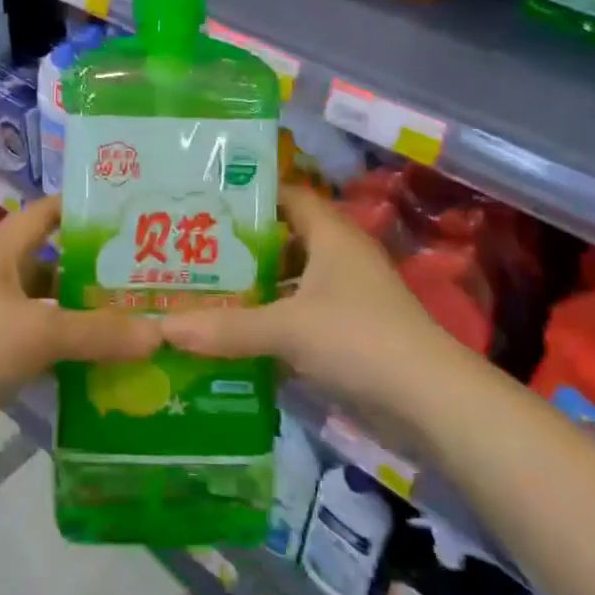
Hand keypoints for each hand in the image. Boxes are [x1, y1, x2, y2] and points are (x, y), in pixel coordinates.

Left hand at [0, 195, 161, 435]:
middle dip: (92, 269)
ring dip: (78, 310)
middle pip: (52, 260)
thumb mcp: (41, 333)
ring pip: (44, 301)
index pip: (47, 212)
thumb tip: (158, 334)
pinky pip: (32, 333)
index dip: (83, 209)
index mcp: (1, 247)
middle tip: (140, 276)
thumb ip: (99, 333)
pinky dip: (60, 341)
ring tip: (127, 318)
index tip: (125, 215)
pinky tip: (94, 357)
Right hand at [158, 186, 440, 406]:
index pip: (286, 194)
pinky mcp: (348, 331)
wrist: (431, 401)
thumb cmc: (358, 339)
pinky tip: (234, 331)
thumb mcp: (287, 329)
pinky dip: (271, 319)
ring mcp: (346, 295)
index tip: (204, 200)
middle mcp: (338, 256)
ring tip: (202, 286)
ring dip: (254, 285)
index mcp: (330, 234)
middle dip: (241, 244)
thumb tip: (163, 327)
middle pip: (283, 238)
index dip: (249, 193)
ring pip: (290, 279)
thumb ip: (227, 327)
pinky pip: (299, 313)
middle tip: (190, 246)